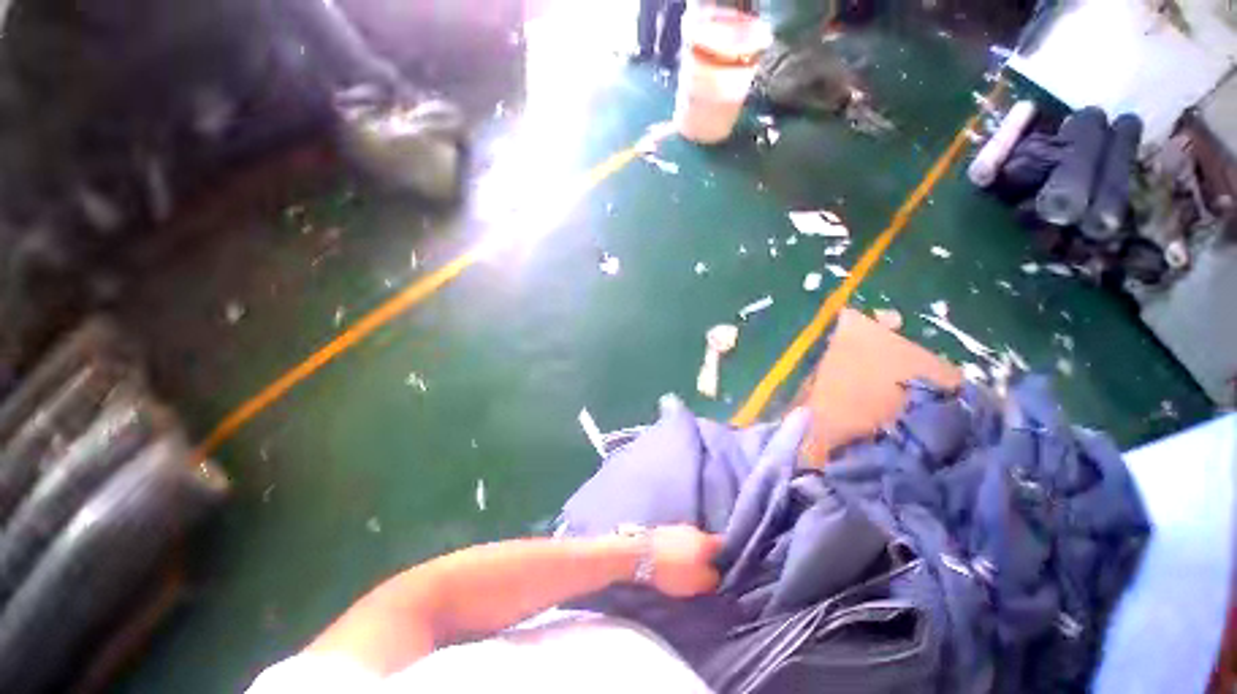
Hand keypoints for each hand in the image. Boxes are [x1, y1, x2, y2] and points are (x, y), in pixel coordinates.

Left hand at [649, 525, 722, 597]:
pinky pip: (677, 542)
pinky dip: (678, 551)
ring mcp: (677, 527)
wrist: (640, 553)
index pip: (724, 544)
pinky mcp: (662, 531)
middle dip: (707, 555)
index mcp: (706, 539)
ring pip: (690, 541)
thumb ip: (714, 578)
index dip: (729, 556)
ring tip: (689, 568)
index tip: (728, 568)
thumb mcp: (700, 582)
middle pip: (706, 542)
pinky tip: (674, 561)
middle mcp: (694, 529)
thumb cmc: (673, 570)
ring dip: (691, 552)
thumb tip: (719, 575)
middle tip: (707, 571)